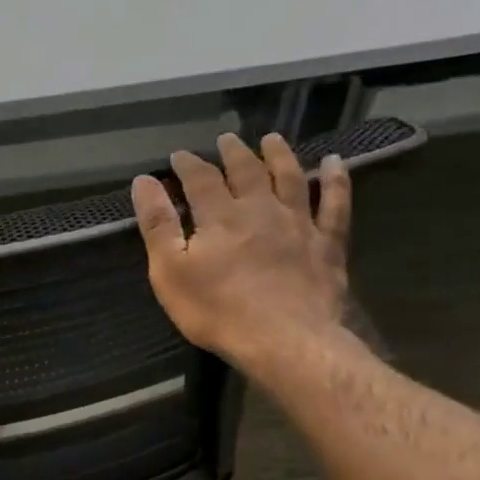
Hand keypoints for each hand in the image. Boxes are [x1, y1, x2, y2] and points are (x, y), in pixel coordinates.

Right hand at [132, 133, 352, 371]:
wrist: (284, 340)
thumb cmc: (217, 310)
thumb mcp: (170, 271)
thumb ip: (157, 225)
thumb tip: (144, 181)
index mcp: (220, 216)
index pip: (201, 179)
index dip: (188, 164)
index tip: (179, 155)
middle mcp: (260, 209)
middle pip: (247, 171)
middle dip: (233, 153)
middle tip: (226, 139)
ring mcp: (299, 224)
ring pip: (289, 178)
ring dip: (279, 155)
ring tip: (272, 139)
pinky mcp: (327, 244)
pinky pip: (335, 204)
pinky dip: (335, 181)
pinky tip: (335, 164)